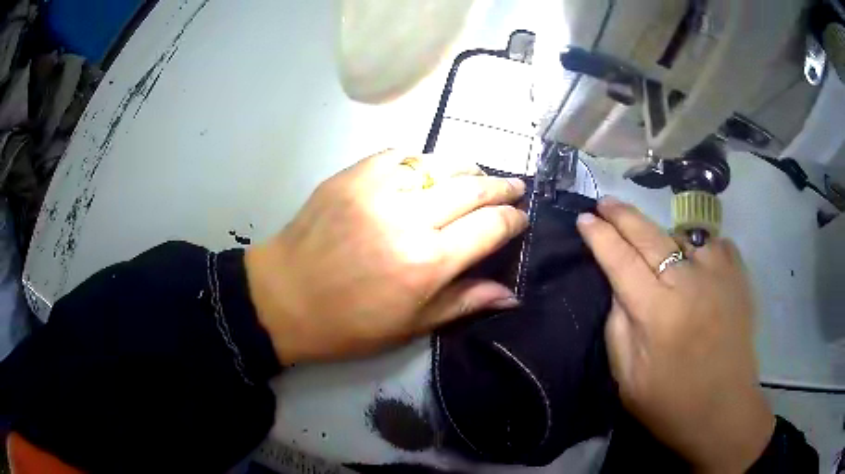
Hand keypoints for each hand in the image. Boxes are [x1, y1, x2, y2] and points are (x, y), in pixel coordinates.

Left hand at [245, 150, 527, 363]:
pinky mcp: (353, 174)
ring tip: (478, 173)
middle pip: (472, 188)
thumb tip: (512, 294)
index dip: (513, 220)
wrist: (282, 297)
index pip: (490, 227)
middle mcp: (410, 218)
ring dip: (467, 167)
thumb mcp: (410, 326)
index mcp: (428, 263)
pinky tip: (427, 170)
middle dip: (500, 187)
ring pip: (440, 164)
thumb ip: (464, 302)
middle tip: (514, 186)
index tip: (521, 218)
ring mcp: (378, 189)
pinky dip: (421, 160)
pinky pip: (400, 155)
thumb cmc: (347, 324)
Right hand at [576, 197, 774, 473]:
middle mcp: (688, 284)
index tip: (584, 219)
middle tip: (605, 202)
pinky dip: (699, 250)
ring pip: (682, 236)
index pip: (620, 260)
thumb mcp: (627, 378)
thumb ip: (618, 326)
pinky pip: (712, 246)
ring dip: (664, 239)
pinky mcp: (739, 276)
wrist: (724, 411)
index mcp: (657, 314)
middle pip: (649, 235)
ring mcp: (718, 275)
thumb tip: (619, 286)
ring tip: (657, 253)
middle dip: (623, 215)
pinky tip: (696, 265)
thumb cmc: (670, 404)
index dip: (600, 237)